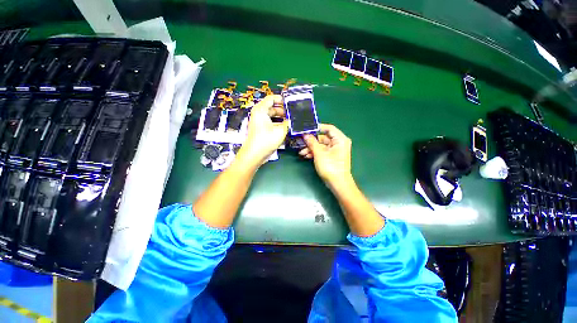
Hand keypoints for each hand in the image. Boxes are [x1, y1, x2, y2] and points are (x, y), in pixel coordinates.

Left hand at [237, 95, 288, 167]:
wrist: (254, 155)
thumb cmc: (266, 140)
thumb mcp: (280, 130)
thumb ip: (288, 123)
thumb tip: (294, 119)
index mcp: (261, 110)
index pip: (271, 98)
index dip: (282, 99)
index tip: (291, 103)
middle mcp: (258, 114)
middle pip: (272, 107)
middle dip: (283, 110)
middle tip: (293, 113)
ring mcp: (259, 122)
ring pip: (271, 115)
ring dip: (281, 117)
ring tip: (291, 121)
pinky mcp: (260, 129)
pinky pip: (270, 122)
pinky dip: (277, 123)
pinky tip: (285, 127)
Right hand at [300, 124, 352, 186]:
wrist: (337, 184)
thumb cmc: (330, 167)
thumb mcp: (319, 153)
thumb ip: (312, 142)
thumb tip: (305, 135)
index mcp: (340, 139)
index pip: (329, 128)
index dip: (318, 127)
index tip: (307, 128)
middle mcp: (338, 143)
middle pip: (323, 138)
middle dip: (311, 141)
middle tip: (301, 142)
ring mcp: (335, 151)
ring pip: (321, 145)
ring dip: (311, 148)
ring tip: (301, 152)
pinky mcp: (331, 157)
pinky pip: (322, 151)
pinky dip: (314, 153)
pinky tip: (306, 156)